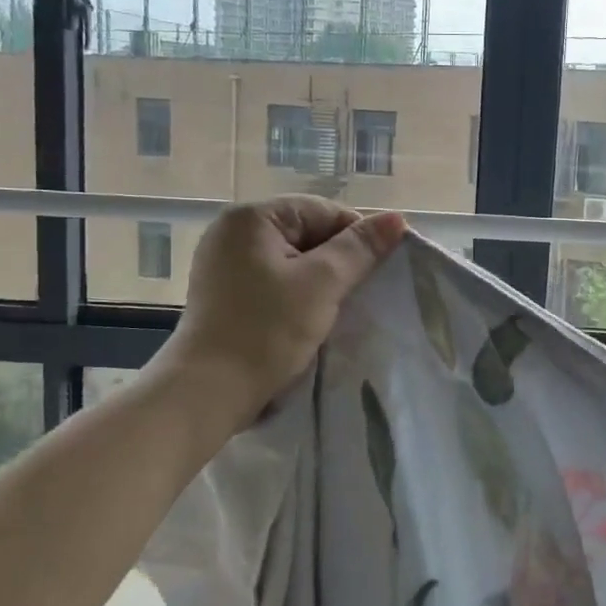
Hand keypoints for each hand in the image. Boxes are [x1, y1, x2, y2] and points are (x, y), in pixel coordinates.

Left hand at [152, 197, 407, 419]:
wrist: (209, 393)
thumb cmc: (267, 331)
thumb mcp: (322, 284)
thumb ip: (360, 248)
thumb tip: (397, 219)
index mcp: (251, 218)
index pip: (323, 212)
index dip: (357, 238)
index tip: (379, 271)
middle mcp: (232, 232)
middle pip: (307, 233)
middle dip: (337, 261)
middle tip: (360, 293)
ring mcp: (224, 264)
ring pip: (293, 260)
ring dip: (320, 281)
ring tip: (338, 308)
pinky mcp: (225, 295)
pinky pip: (274, 282)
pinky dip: (297, 295)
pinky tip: (310, 318)